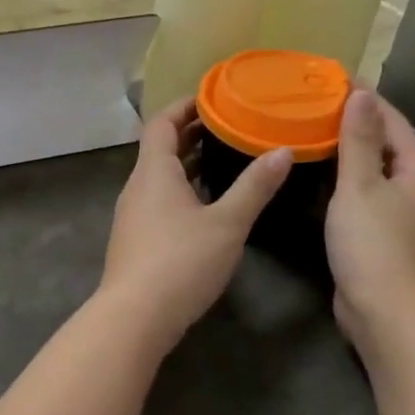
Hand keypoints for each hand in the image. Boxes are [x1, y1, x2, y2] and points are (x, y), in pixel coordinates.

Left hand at [99, 99, 291, 349]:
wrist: (134, 317)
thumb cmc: (181, 262)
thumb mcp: (227, 223)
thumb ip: (254, 186)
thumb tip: (283, 150)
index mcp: (154, 172)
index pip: (162, 123)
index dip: (184, 106)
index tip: (213, 97)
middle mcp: (137, 187)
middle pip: (159, 149)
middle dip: (190, 134)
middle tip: (227, 126)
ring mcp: (131, 216)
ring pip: (158, 178)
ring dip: (186, 165)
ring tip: (221, 160)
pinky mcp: (134, 241)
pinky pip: (157, 201)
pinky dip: (180, 191)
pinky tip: (204, 207)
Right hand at [325, 90, 414, 354]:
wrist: (384, 311)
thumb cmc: (373, 244)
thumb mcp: (360, 186)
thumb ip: (358, 140)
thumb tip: (362, 94)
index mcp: (414, 171)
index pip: (393, 122)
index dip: (368, 99)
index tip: (337, 80)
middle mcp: (411, 189)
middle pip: (384, 145)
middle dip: (357, 123)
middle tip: (318, 105)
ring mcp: (397, 216)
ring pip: (372, 172)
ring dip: (348, 152)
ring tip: (313, 134)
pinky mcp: (379, 237)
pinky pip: (361, 196)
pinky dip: (342, 181)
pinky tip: (318, 180)